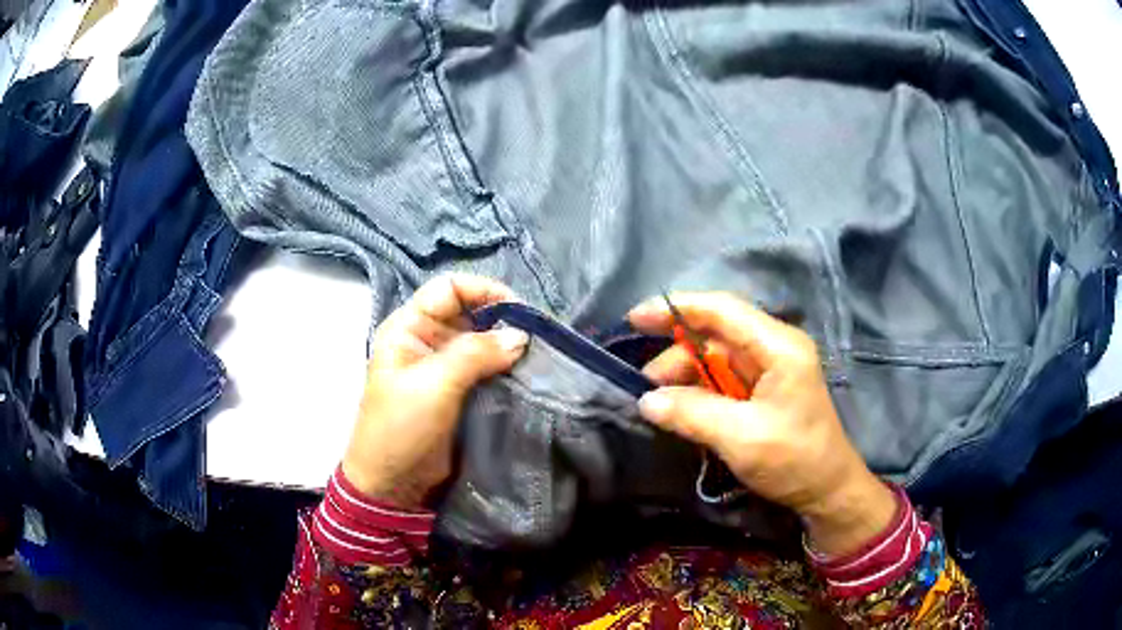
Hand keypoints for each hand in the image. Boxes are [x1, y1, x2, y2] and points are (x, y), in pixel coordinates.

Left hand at [341, 275, 529, 508]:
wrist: (394, 484)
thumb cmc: (401, 427)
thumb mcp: (434, 384)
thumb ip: (476, 353)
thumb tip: (521, 336)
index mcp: (408, 328)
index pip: (449, 289)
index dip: (483, 291)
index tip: (520, 312)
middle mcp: (426, 340)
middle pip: (469, 313)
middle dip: (501, 321)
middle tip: (536, 338)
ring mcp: (443, 368)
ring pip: (482, 342)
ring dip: (507, 346)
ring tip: (536, 357)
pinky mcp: (458, 392)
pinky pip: (486, 369)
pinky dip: (506, 369)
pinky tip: (526, 375)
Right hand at [628, 292, 896, 556]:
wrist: (828, 490)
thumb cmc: (794, 460)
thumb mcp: (741, 438)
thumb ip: (693, 414)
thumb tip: (646, 401)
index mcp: (778, 346)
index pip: (722, 310)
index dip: (676, 309)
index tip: (635, 318)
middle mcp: (774, 348)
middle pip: (716, 335)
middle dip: (678, 356)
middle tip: (646, 387)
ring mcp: (771, 368)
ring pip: (716, 358)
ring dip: (686, 377)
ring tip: (661, 405)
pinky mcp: (765, 390)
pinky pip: (724, 380)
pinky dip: (700, 391)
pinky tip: (683, 410)